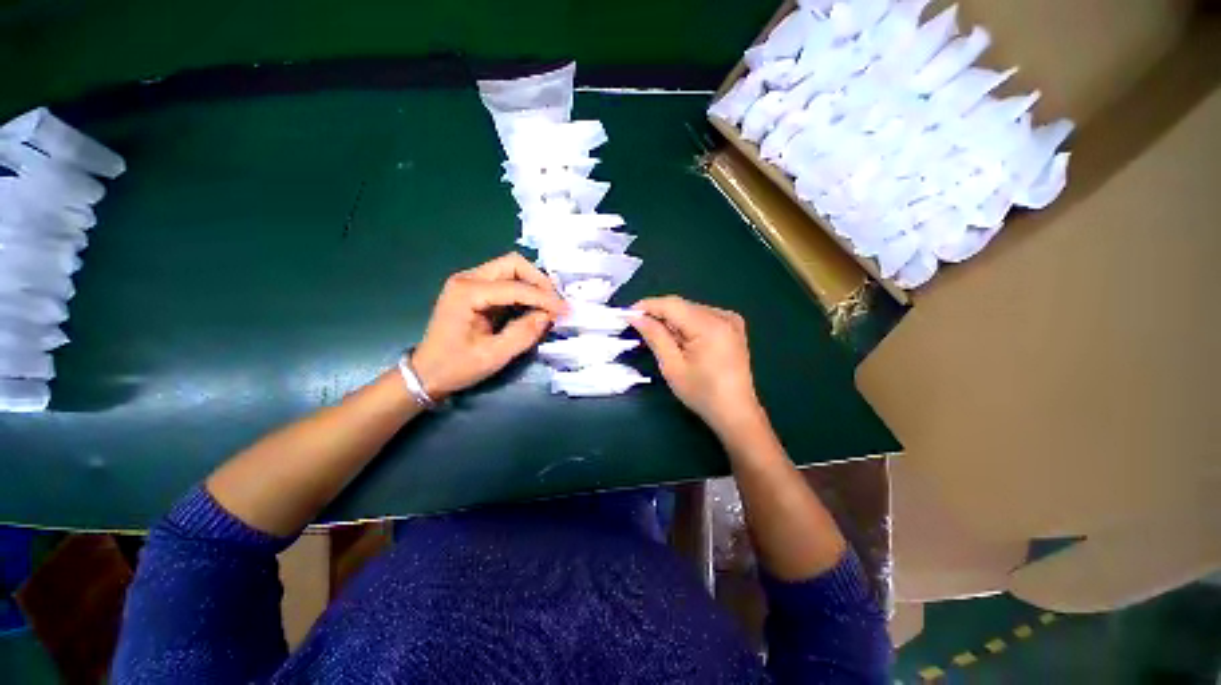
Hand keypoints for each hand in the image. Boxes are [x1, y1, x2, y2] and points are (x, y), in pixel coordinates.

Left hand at [411, 253, 565, 398]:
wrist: (426, 373)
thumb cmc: (456, 366)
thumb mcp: (493, 356)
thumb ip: (523, 334)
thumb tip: (548, 316)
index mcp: (467, 293)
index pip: (515, 287)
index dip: (544, 298)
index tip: (566, 310)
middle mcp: (468, 279)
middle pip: (513, 264)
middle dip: (539, 281)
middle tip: (555, 303)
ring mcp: (470, 282)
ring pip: (511, 269)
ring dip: (533, 284)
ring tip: (549, 305)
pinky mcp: (475, 290)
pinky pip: (506, 281)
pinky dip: (524, 290)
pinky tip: (535, 306)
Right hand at [629, 296, 763, 437]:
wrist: (735, 411)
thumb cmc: (702, 393)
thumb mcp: (672, 366)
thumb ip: (655, 336)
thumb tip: (637, 317)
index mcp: (710, 326)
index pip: (672, 305)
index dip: (648, 306)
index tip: (628, 313)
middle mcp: (723, 316)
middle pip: (682, 306)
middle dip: (659, 315)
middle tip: (640, 328)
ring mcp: (731, 320)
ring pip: (691, 310)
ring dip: (673, 320)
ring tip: (661, 338)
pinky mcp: (733, 327)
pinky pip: (702, 317)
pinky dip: (687, 324)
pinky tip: (681, 340)